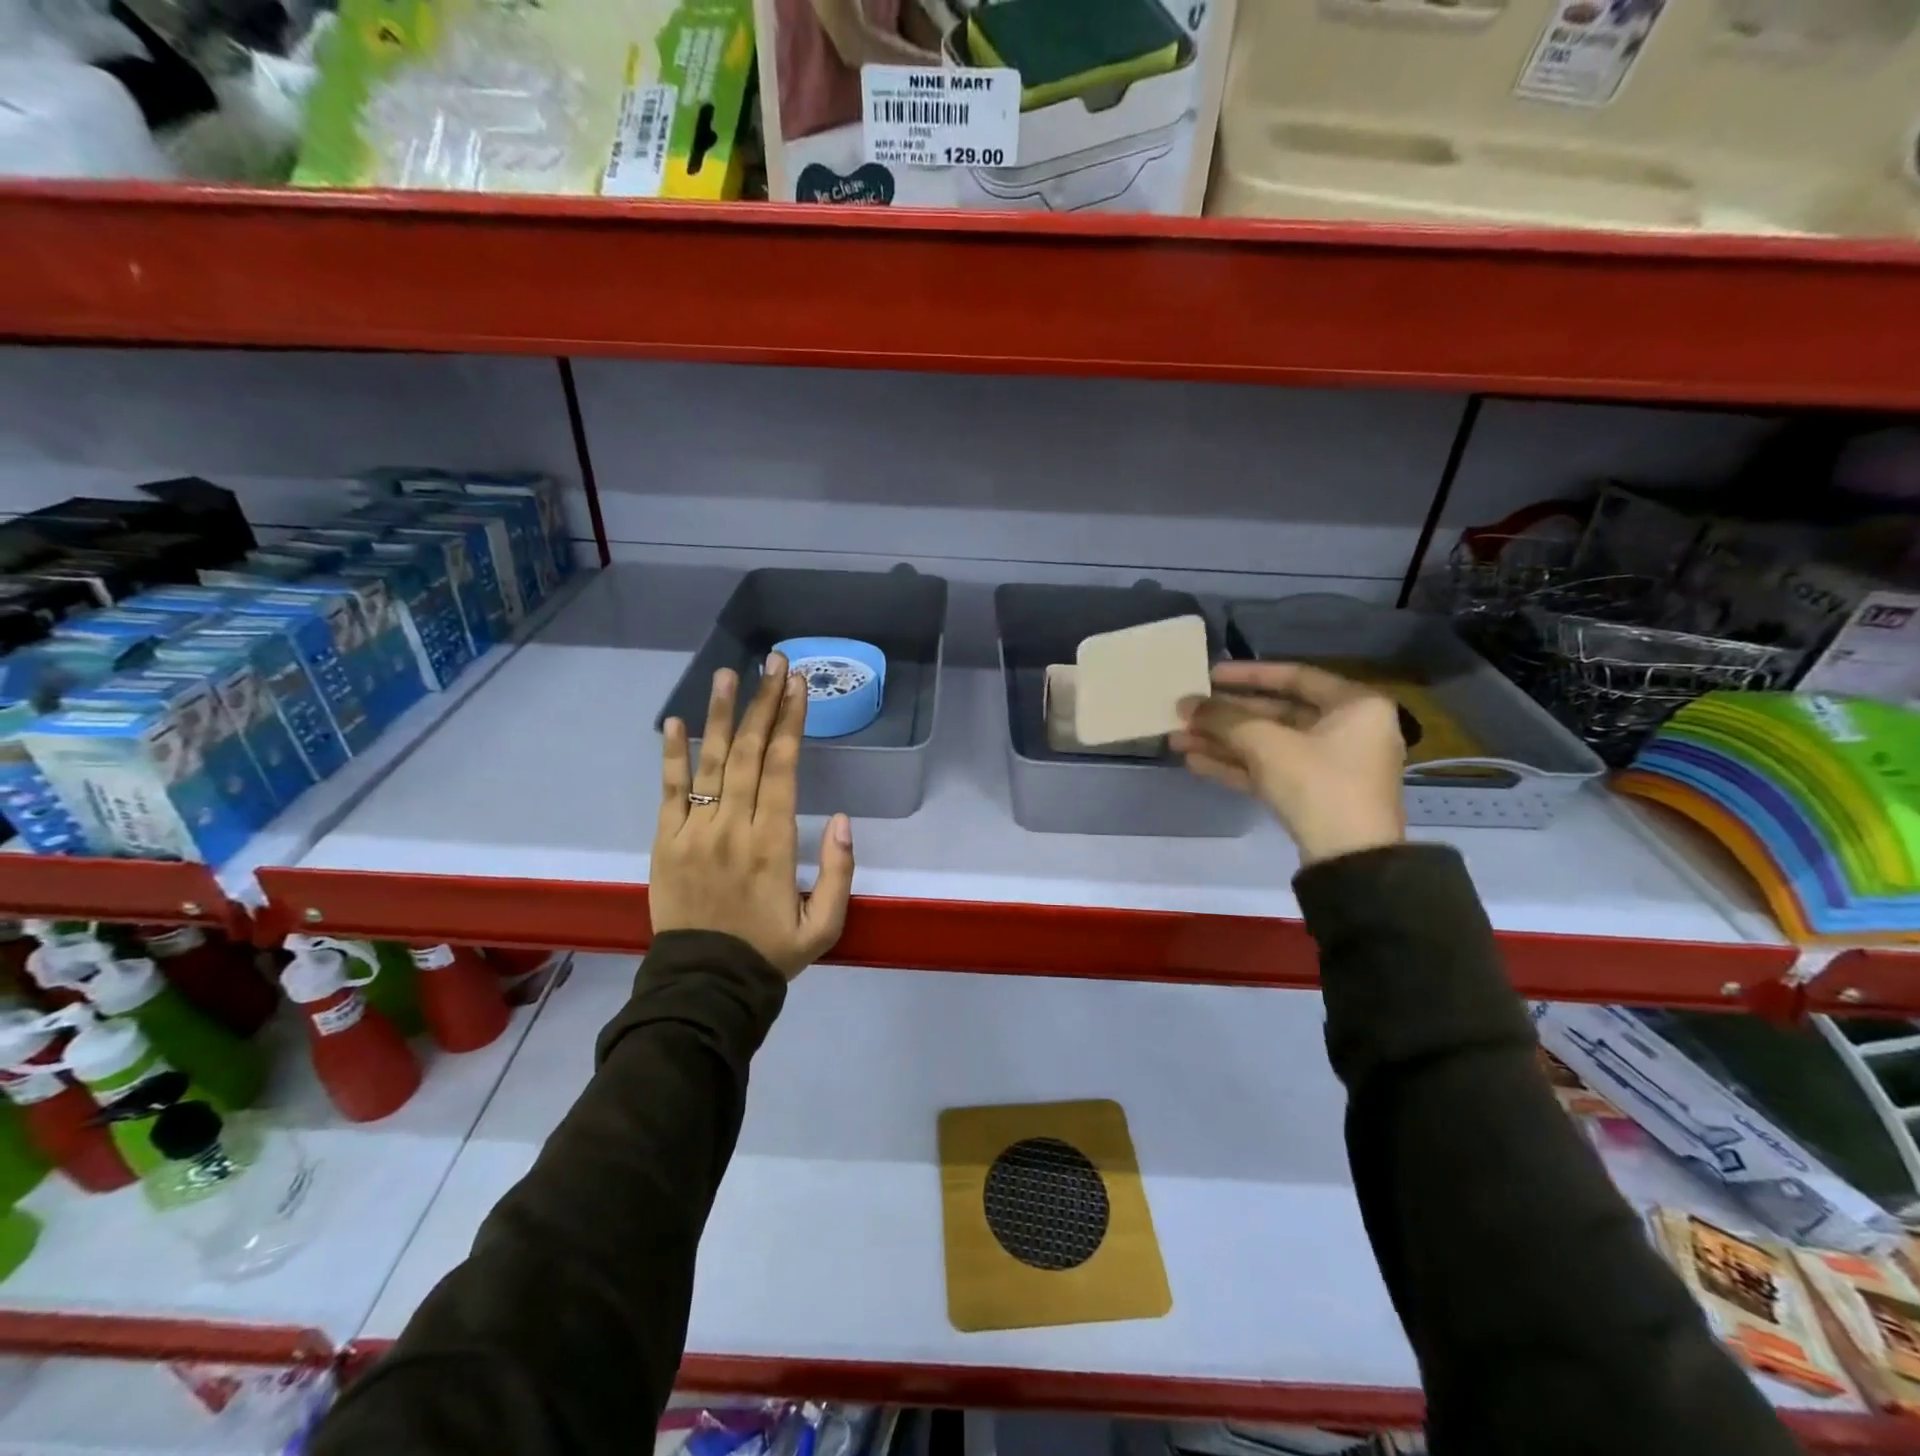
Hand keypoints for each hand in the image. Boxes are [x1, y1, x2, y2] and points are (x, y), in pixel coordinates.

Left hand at [652, 653, 854, 978]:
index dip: (790, 722)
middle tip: (772, 661)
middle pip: (748, 753)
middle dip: (763, 703)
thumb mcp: (825, 926)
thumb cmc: (771, 953)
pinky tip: (676, 722)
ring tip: (728, 674)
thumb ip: (840, 872)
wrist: (705, 987)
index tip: (797, 684)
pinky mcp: (664, 843)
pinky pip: (668, 792)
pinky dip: (672, 755)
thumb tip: (841, 818)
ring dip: (720, 715)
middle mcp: (733, 828)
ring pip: (710, 763)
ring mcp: (693, 833)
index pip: (782, 768)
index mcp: (774, 844)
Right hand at [1172, 661, 1406, 865]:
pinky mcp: (1314, 795)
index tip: (1209, 675)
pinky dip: (1236, 765)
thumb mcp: (1267, 744)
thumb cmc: (1318, 784)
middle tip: (1185, 713)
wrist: (1349, 860)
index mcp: (1354, 705)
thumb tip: (1187, 704)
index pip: (1294, 676)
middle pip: (1276, 714)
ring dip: (1222, 742)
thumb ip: (1225, 719)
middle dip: (1225, 717)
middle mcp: (1348, 729)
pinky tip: (1195, 762)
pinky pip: (1271, 770)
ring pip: (1268, 744)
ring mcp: (1330, 765)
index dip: (1247, 675)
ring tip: (1178, 739)